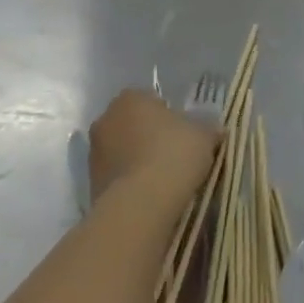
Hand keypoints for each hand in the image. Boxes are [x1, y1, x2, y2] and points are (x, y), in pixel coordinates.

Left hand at [89, 89, 217, 207]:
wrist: (141, 204)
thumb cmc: (174, 155)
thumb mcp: (205, 135)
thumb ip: (207, 128)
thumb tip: (213, 129)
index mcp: (130, 98)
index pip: (151, 99)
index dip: (169, 116)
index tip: (184, 134)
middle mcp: (106, 119)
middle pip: (133, 124)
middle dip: (149, 137)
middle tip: (175, 155)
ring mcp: (94, 153)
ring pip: (123, 151)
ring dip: (138, 160)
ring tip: (163, 180)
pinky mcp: (91, 183)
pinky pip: (117, 176)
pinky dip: (131, 182)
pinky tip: (150, 196)